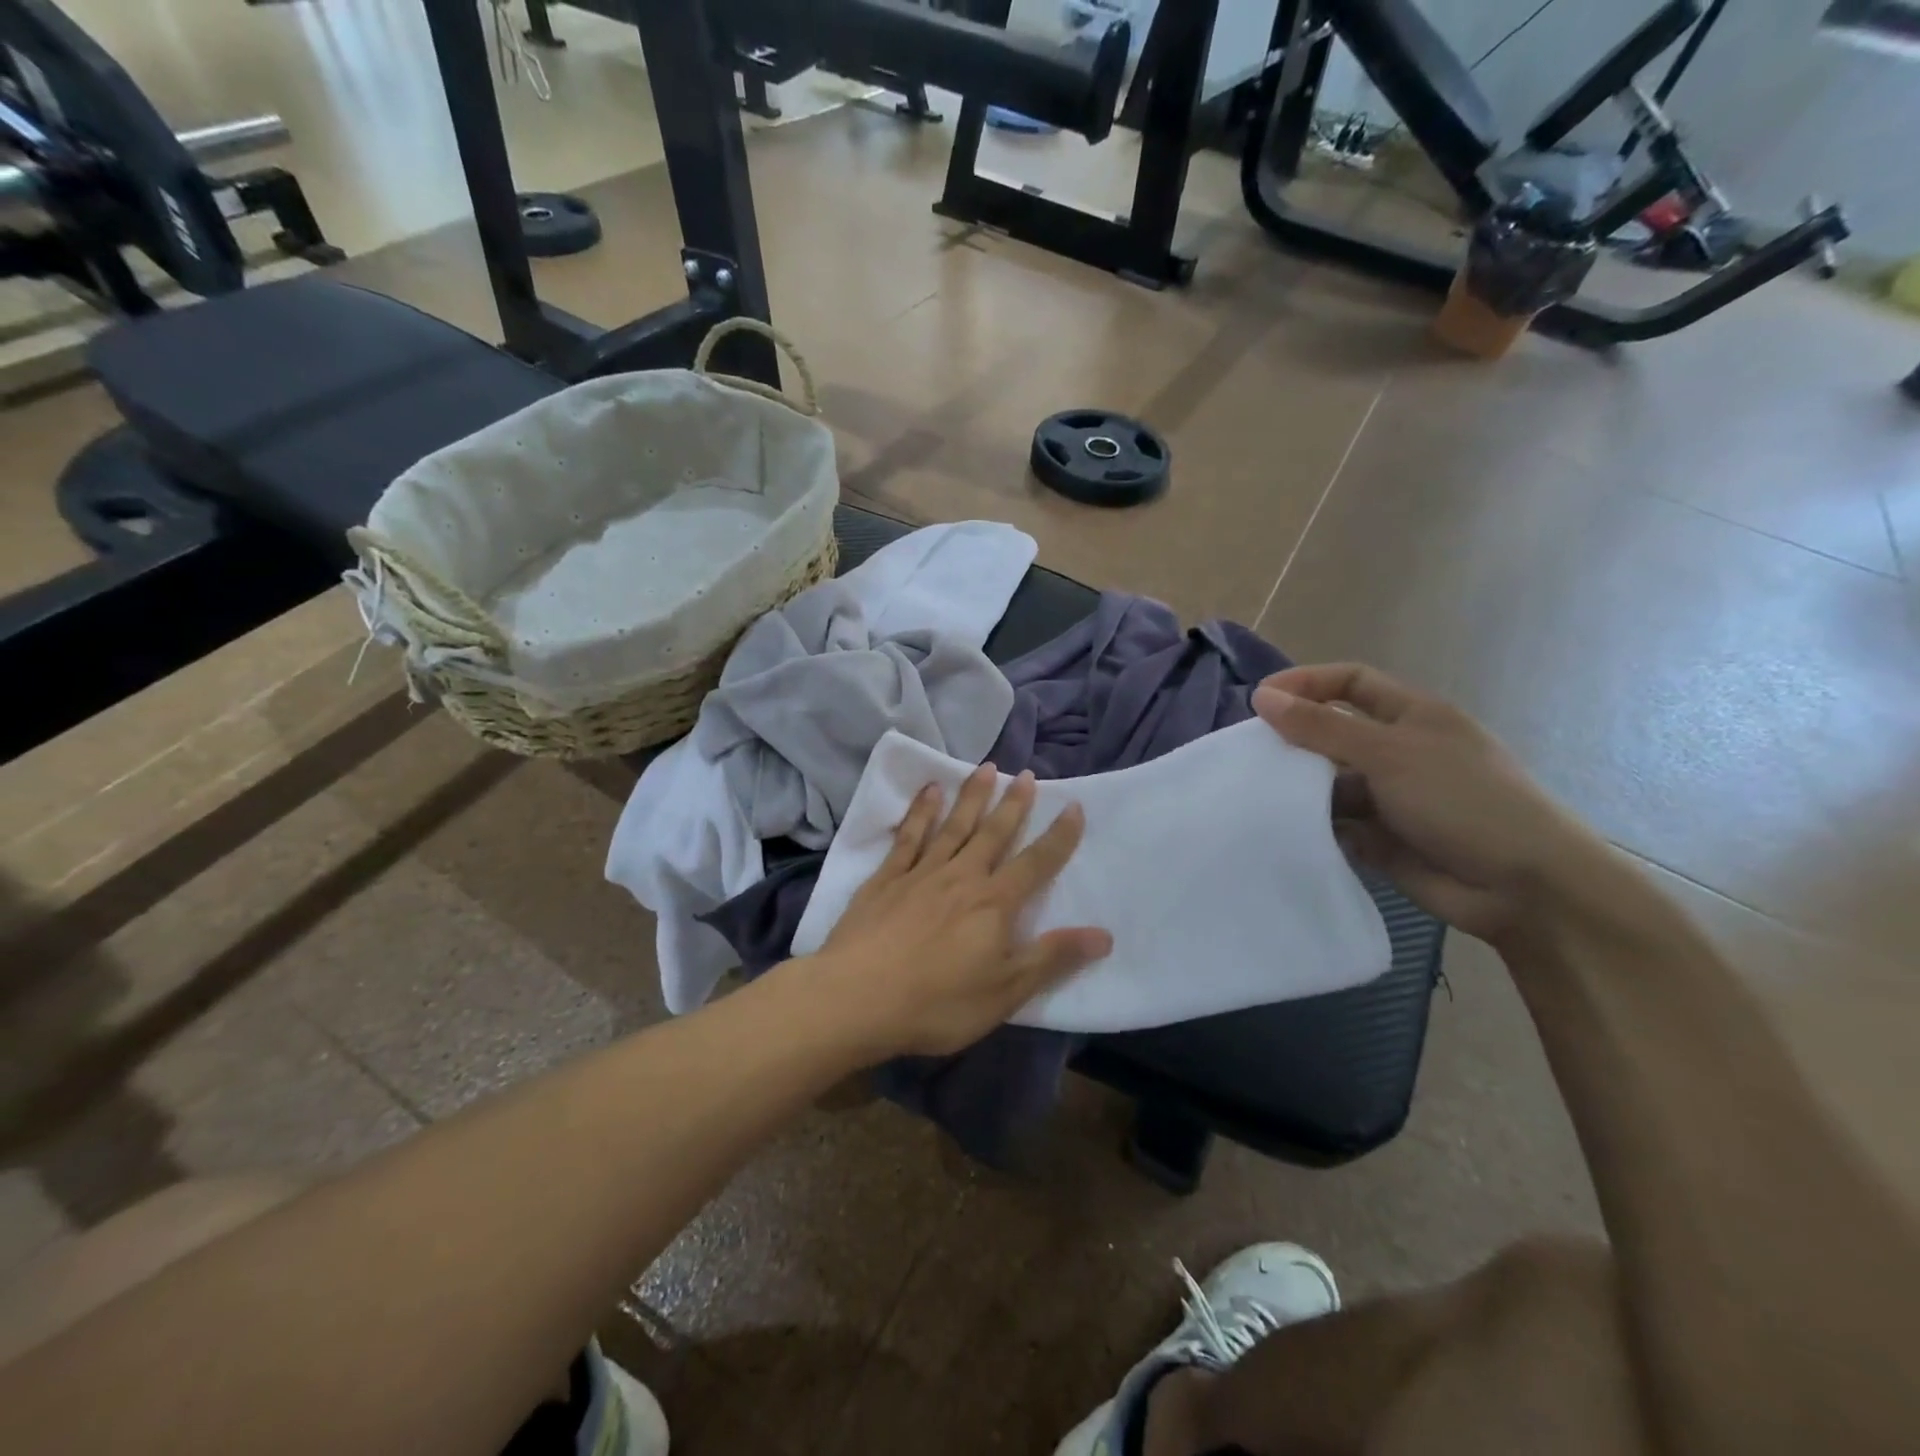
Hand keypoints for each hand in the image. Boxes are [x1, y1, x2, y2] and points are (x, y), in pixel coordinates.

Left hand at [798, 765, 1112, 1057]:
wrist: (856, 998)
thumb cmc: (938, 1003)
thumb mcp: (1005, 991)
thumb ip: (1052, 958)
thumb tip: (1104, 934)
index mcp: (993, 904)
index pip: (1036, 863)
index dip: (1058, 836)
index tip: (1073, 806)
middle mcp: (961, 877)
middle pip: (993, 833)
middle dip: (1013, 804)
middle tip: (1026, 774)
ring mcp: (920, 874)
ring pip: (953, 826)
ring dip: (972, 796)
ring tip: (986, 769)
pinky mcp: (885, 879)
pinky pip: (908, 836)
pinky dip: (921, 812)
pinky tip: (929, 792)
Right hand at [1254, 663, 1613, 947]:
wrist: (1524, 887)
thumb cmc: (1463, 801)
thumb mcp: (1389, 753)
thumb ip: (1322, 727)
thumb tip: (1263, 697)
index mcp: (1411, 715)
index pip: (1349, 682)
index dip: (1306, 683)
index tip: (1259, 700)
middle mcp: (1398, 751)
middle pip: (1332, 732)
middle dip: (1294, 739)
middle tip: (1249, 754)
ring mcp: (1390, 797)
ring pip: (1328, 782)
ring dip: (1299, 787)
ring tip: (1258, 795)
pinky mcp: (1380, 838)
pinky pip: (1334, 824)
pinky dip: (1311, 825)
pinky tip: (1284, 830)